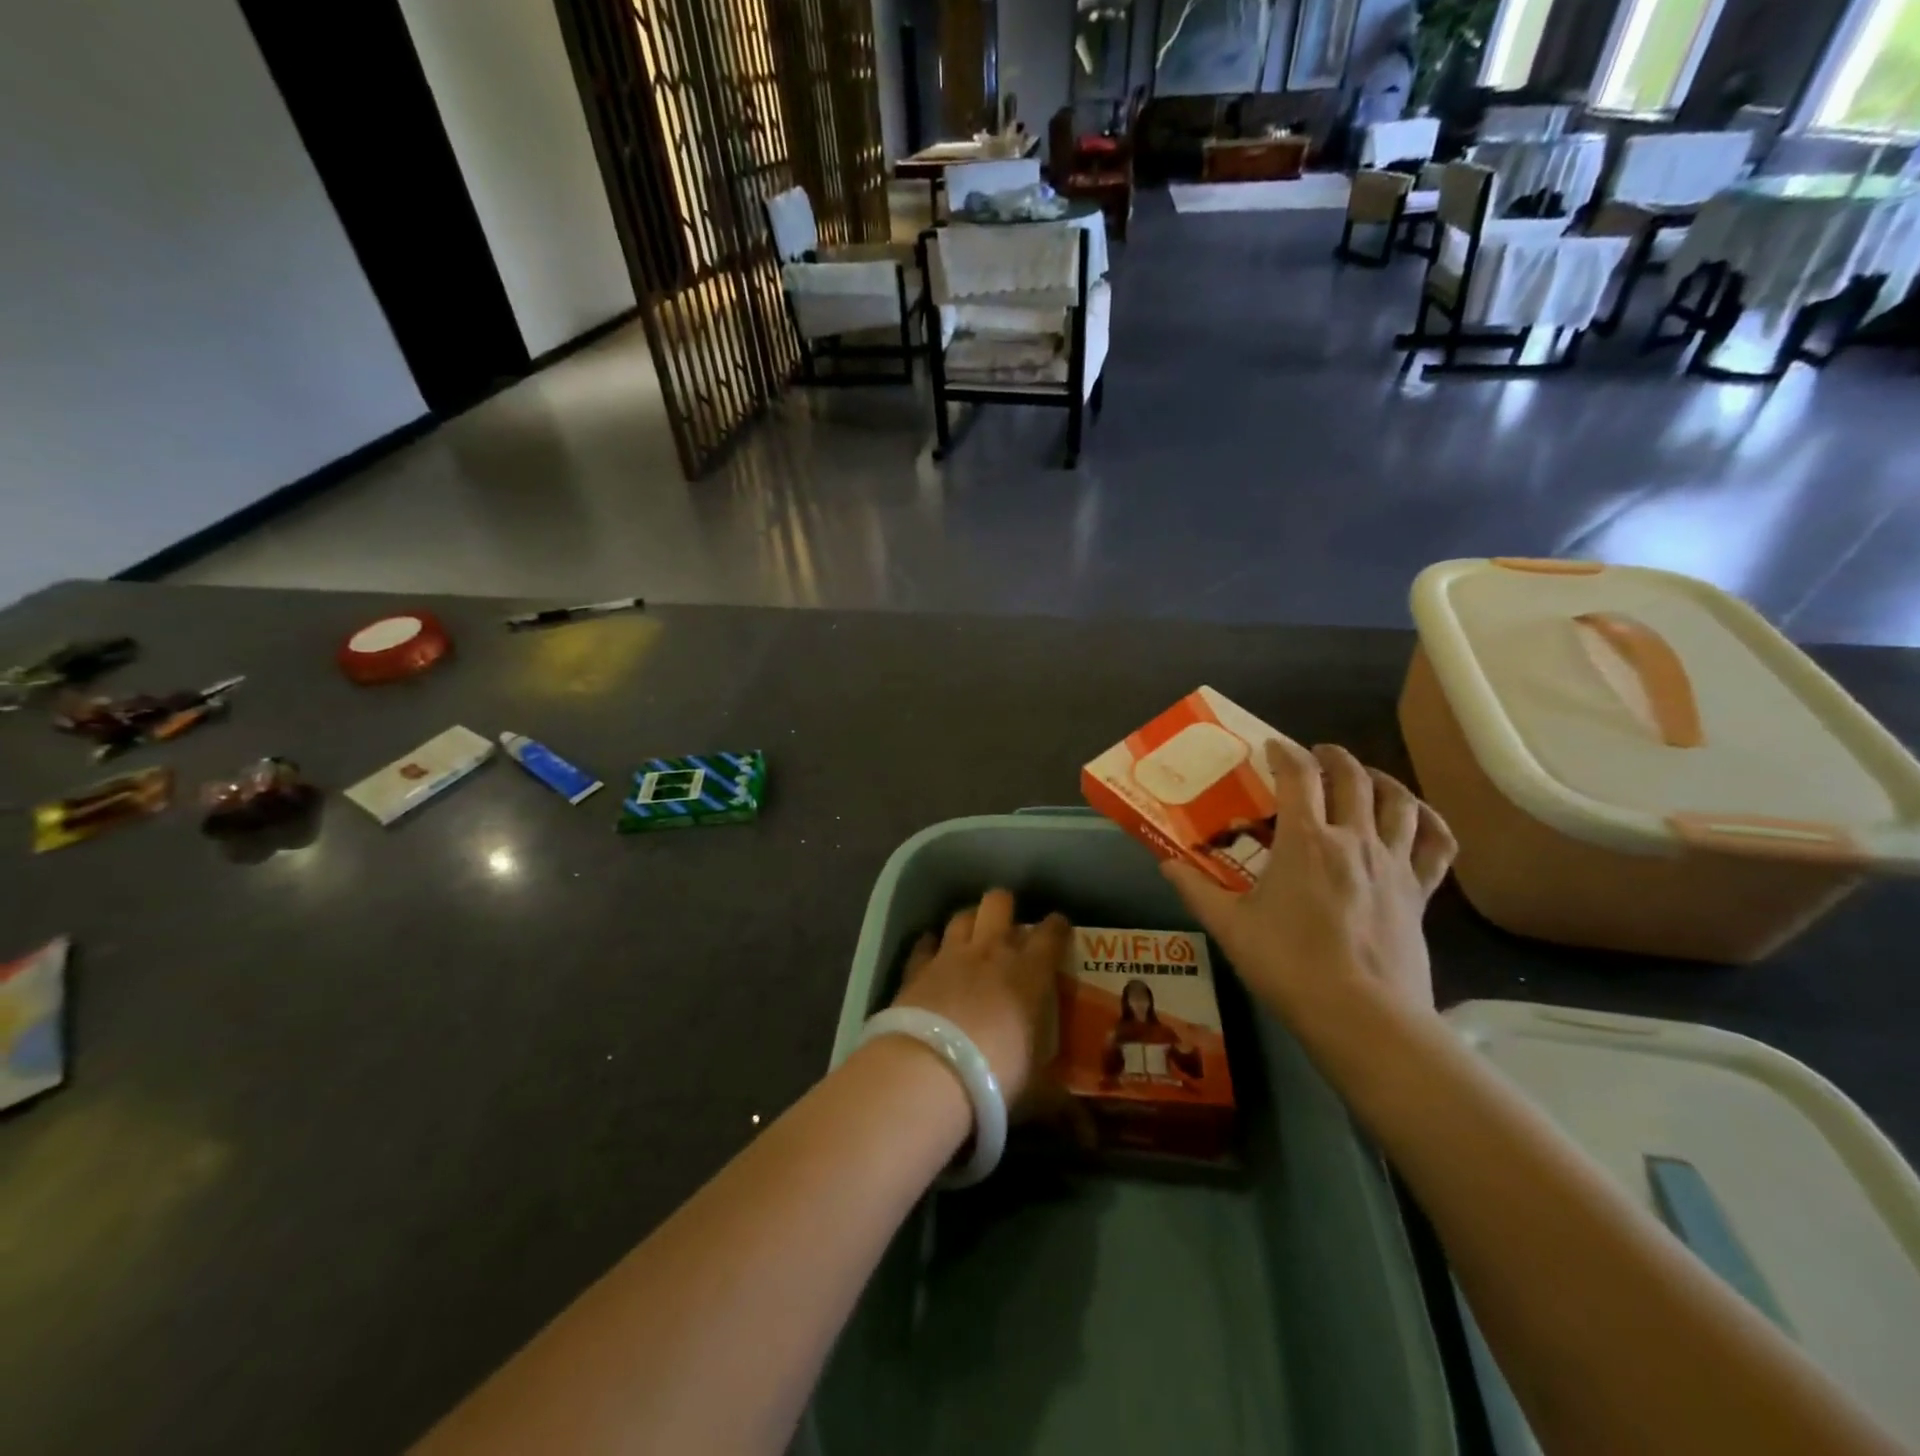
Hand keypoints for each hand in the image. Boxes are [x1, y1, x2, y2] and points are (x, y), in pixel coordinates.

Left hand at [891, 889, 1069, 1112]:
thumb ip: (1061, 1105)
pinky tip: (931, 954)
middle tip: (1009, 925)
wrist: (930, 1072)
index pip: (1050, 934)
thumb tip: (1088, 1135)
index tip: (1059, 927)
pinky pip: (924, 945)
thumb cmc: (997, 1077)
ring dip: (969, 922)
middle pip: (998, 903)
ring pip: (961, 917)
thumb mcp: (1037, 1095)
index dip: (1057, 927)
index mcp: (1030, 973)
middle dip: (1005, 906)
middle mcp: (991, 952)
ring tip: (972, 934)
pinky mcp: (916, 969)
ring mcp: (950, 956)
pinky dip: (930, 947)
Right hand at [1163, 740, 1455, 1020]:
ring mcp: (1393, 864)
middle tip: (1317, 755)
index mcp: (1306, 841)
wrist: (1361, 1016)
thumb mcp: (1230, 927)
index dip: (1284, 752)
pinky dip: (1430, 823)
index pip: (1298, 775)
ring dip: (1381, 779)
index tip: (1272, 747)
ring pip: (1400, 801)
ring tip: (1366, 778)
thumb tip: (1166, 864)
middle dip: (1333, 757)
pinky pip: (1437, 845)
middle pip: (1353, 777)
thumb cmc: (1288, 965)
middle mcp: (1354, 839)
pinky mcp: (1420, 892)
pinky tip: (1419, 819)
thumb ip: (1196, 890)